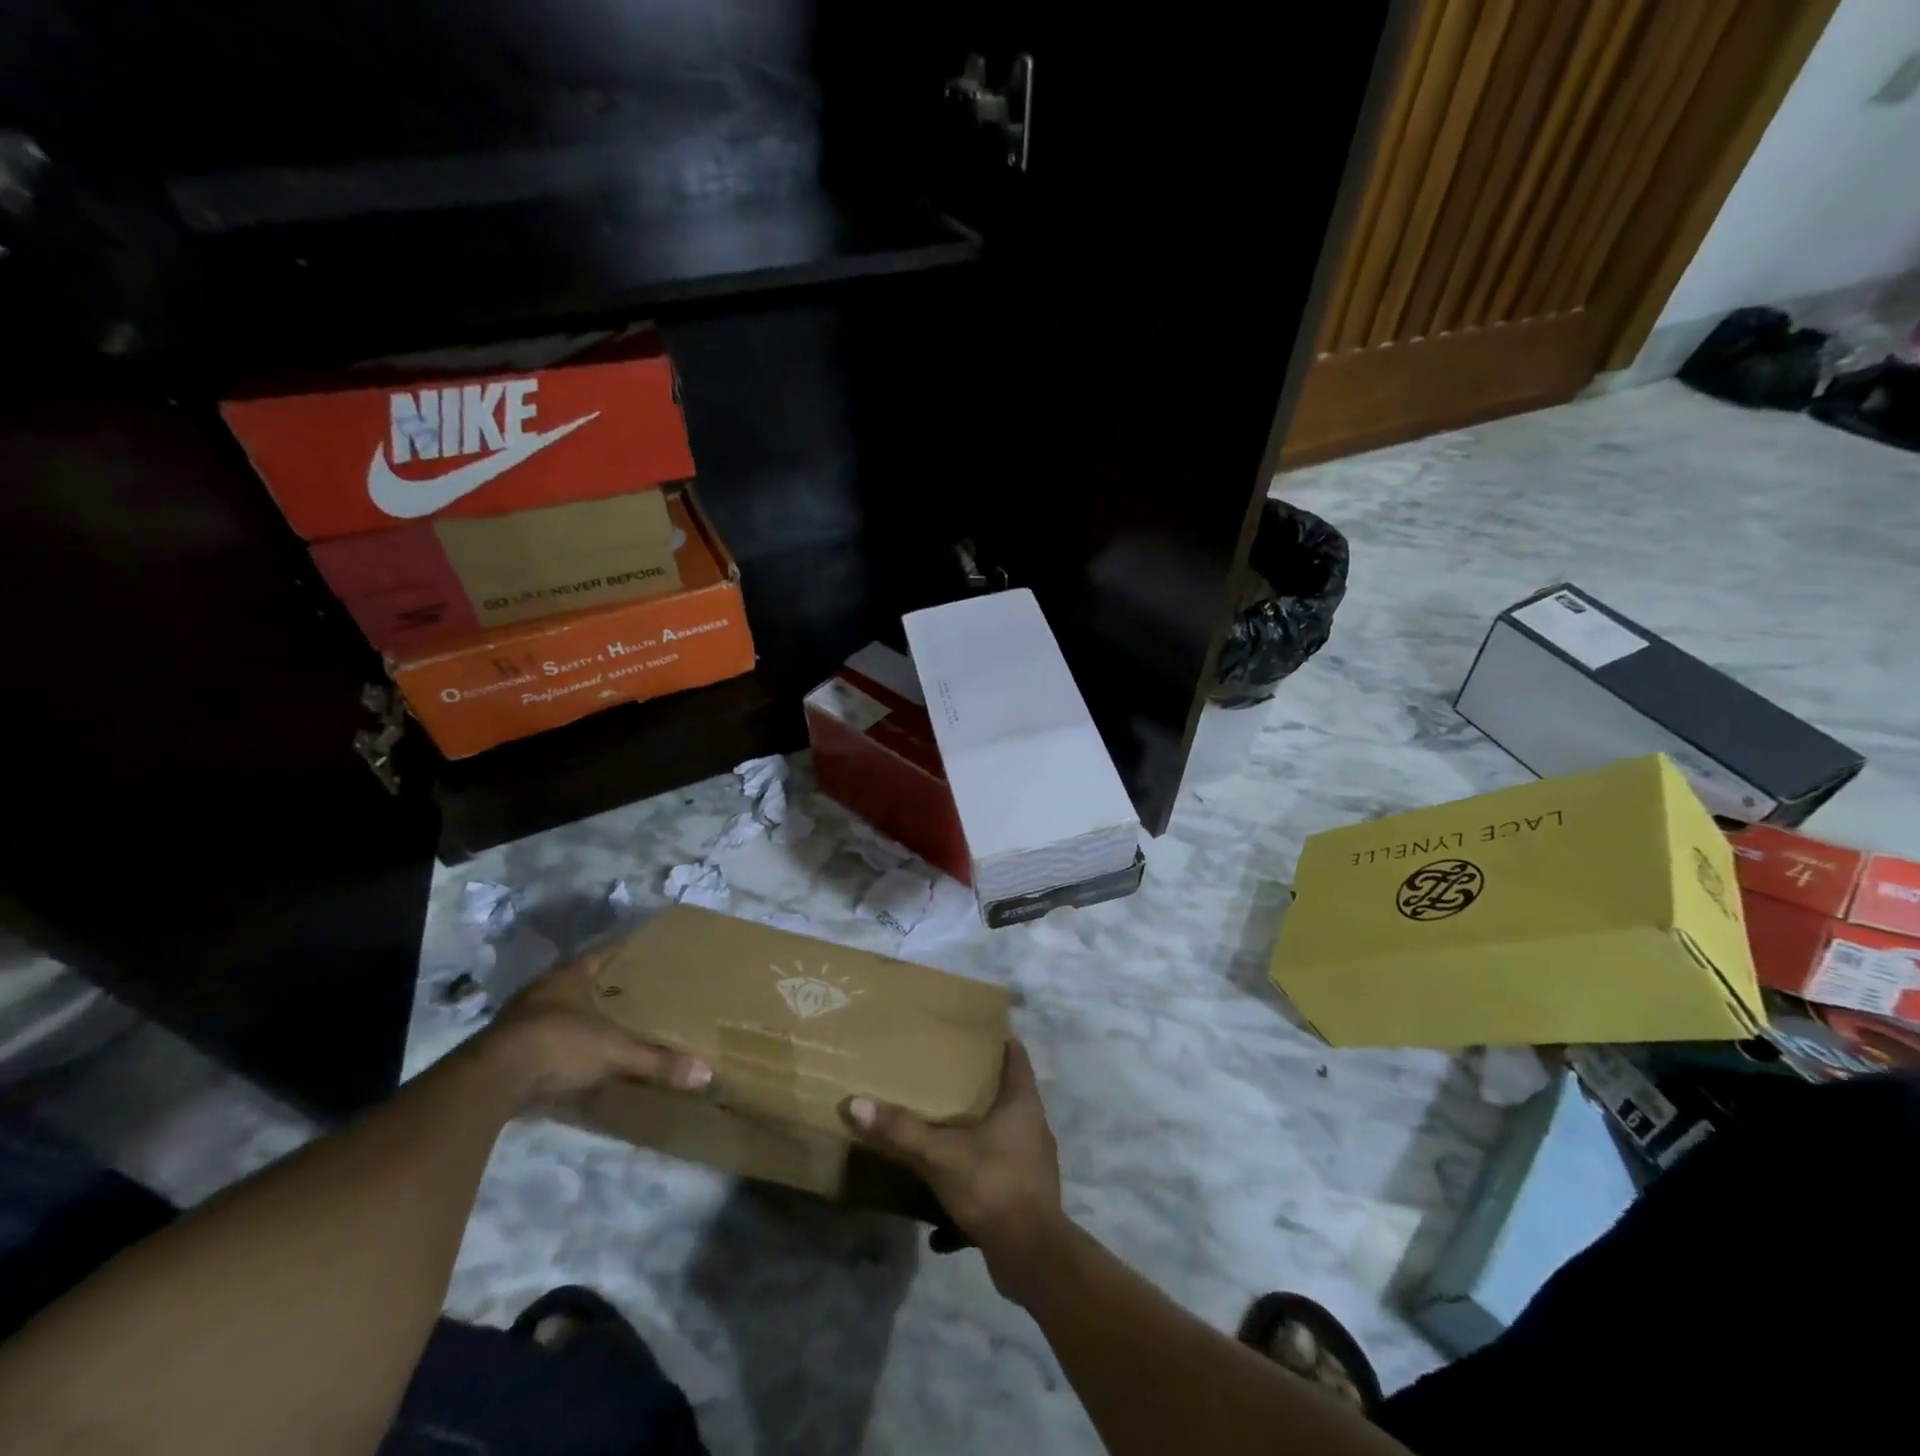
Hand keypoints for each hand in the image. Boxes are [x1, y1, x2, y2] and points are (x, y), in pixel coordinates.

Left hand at [480, 948, 712, 1104]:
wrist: (489, 1082)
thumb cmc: (558, 1045)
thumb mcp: (614, 1052)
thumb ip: (656, 1061)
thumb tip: (705, 1072)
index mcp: (569, 977)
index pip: (602, 954)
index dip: (624, 951)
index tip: (646, 952)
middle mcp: (542, 991)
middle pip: (579, 980)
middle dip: (604, 986)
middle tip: (634, 990)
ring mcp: (519, 1020)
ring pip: (557, 1009)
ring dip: (578, 1015)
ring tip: (609, 1023)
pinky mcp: (504, 1050)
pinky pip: (542, 1037)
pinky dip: (560, 1043)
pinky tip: (576, 1055)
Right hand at [845, 1040, 1066, 1300]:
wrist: (1032, 1257)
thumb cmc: (993, 1186)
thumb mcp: (940, 1155)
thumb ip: (901, 1131)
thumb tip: (857, 1103)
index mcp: (1022, 1103)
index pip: (1016, 1056)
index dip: (998, 1041)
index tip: (972, 1033)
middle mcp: (1033, 1128)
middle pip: (1008, 1096)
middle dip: (979, 1089)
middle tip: (944, 1079)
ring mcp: (1033, 1164)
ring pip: (1001, 1140)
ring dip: (974, 1140)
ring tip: (941, 1136)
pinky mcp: (1026, 1198)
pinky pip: (995, 1180)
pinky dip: (971, 1188)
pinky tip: (941, 1219)